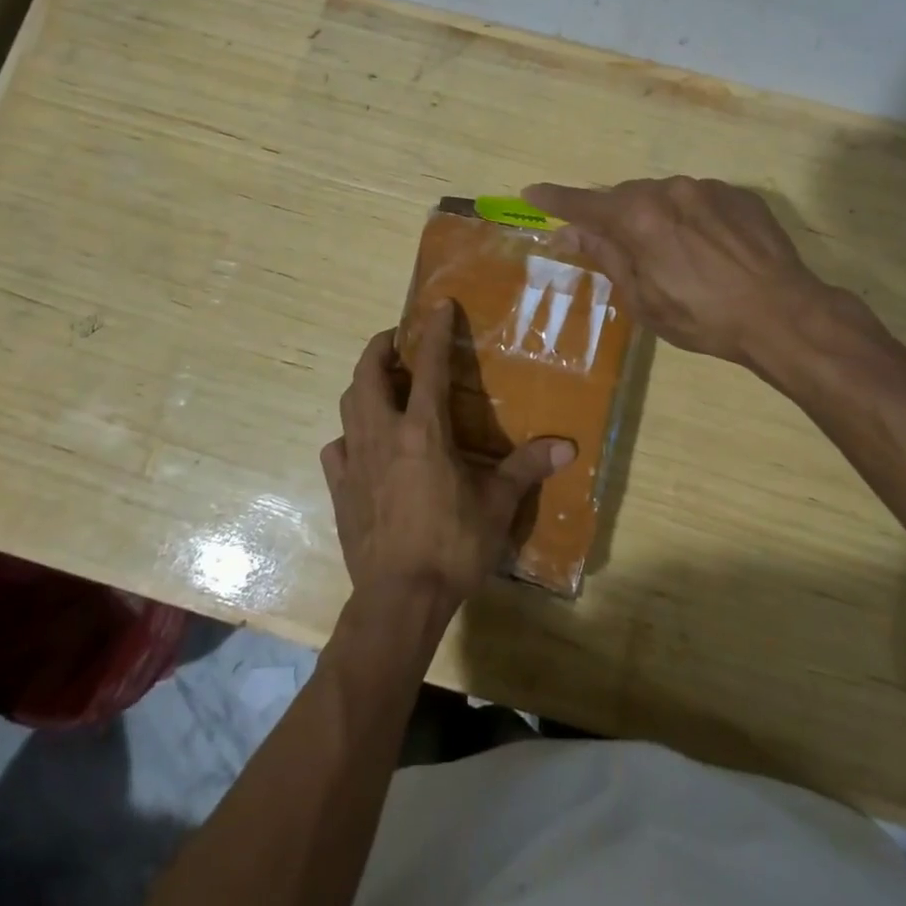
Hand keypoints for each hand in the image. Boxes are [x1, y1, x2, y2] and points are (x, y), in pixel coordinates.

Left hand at [320, 305, 573, 606]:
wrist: (399, 598)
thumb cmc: (452, 545)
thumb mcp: (497, 505)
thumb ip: (527, 469)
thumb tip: (568, 447)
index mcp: (423, 431)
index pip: (429, 367)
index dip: (434, 332)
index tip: (439, 307)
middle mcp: (383, 434)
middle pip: (368, 374)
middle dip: (380, 348)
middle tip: (397, 342)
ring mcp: (355, 460)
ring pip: (349, 405)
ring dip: (363, 386)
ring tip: (382, 387)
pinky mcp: (340, 487)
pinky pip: (337, 448)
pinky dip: (349, 436)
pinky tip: (362, 446)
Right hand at [523, 177, 843, 366]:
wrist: (784, 314)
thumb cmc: (703, 318)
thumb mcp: (644, 299)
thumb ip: (606, 256)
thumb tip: (569, 232)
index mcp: (639, 218)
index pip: (584, 205)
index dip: (555, 199)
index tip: (532, 192)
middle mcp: (669, 190)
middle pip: (625, 197)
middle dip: (612, 216)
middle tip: (610, 243)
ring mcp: (708, 188)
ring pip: (663, 195)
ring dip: (654, 216)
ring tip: (670, 253)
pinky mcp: (739, 194)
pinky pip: (699, 199)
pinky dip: (689, 216)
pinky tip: (705, 247)